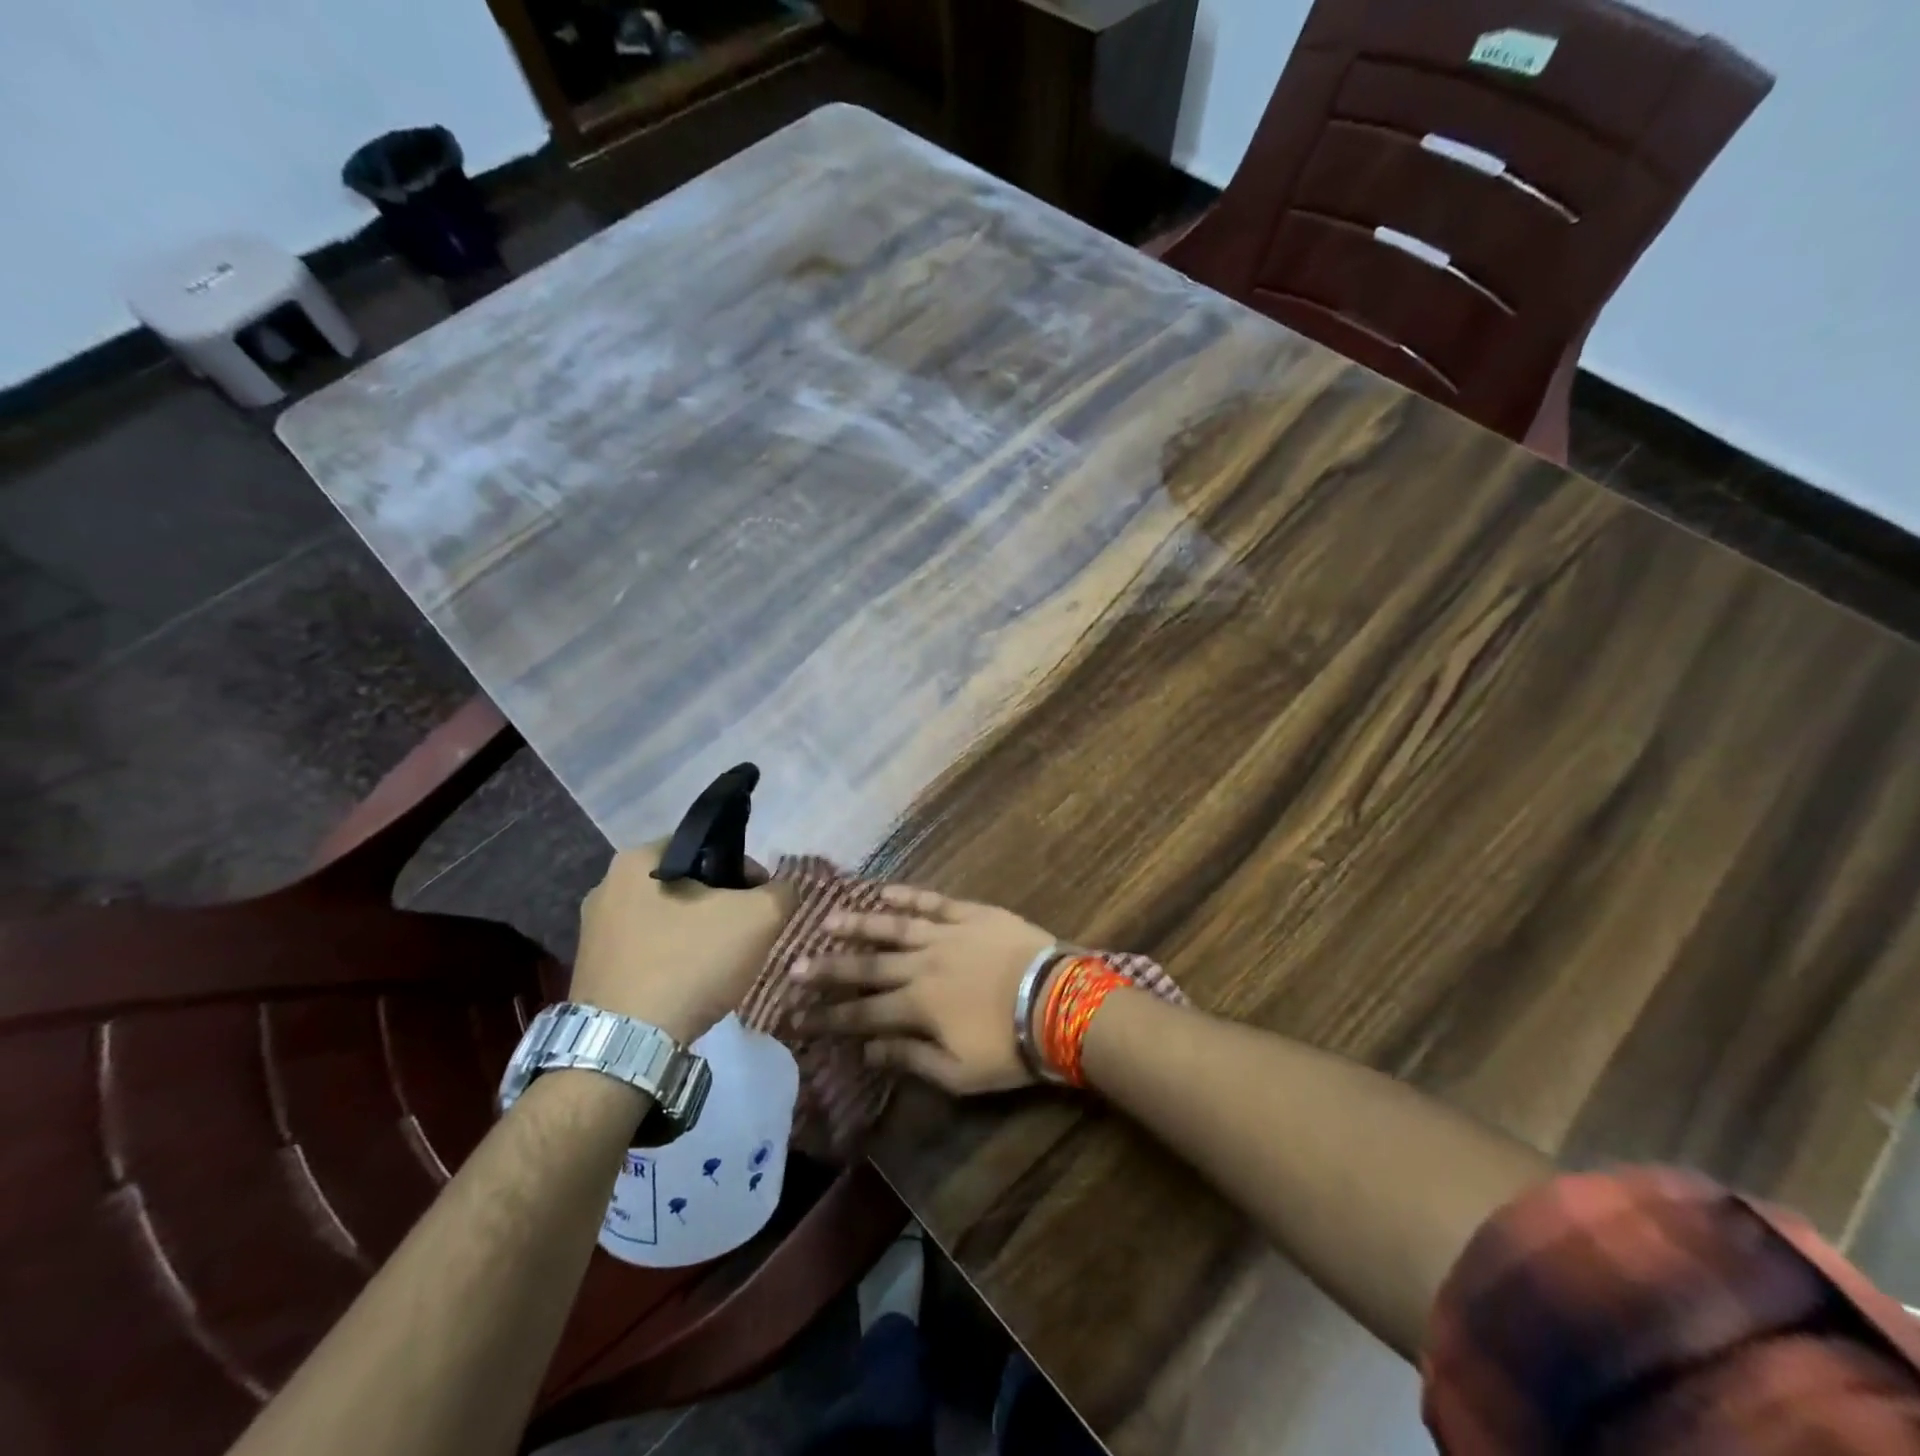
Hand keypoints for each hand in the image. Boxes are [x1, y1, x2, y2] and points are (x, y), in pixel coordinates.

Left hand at [571, 842, 793, 1043]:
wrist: (627, 1047)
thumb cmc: (690, 963)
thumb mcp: (759, 918)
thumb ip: (782, 892)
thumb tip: (784, 889)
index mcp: (637, 860)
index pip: (707, 847)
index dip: (745, 871)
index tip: (762, 902)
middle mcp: (606, 887)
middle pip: (687, 885)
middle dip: (722, 906)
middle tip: (746, 935)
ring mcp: (594, 932)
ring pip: (668, 921)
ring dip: (698, 935)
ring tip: (722, 964)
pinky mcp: (593, 971)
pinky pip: (648, 952)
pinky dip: (673, 962)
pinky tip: (692, 985)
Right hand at [791, 885, 1055, 1093]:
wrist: (1057, 1002)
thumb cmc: (1009, 1046)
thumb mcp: (958, 1072)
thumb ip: (909, 1059)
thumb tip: (867, 1051)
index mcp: (917, 1006)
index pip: (862, 1013)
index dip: (828, 1016)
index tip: (797, 1016)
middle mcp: (922, 965)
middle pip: (868, 966)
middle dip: (830, 968)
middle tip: (795, 966)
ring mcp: (946, 934)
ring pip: (893, 926)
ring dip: (859, 925)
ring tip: (828, 921)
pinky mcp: (971, 913)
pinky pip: (932, 901)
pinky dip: (906, 895)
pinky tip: (883, 891)